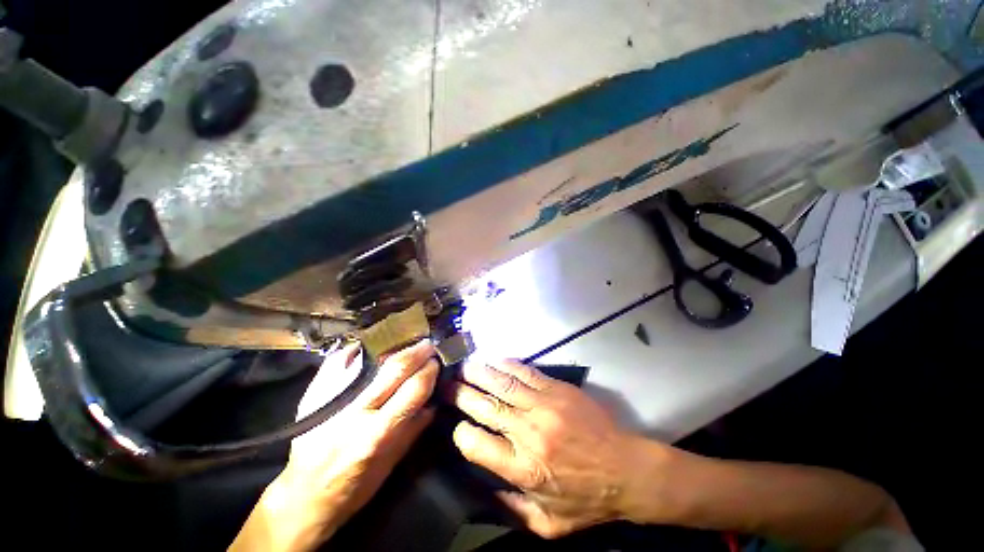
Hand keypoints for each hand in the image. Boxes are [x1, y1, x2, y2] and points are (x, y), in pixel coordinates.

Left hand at [231, 340, 439, 551]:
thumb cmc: (353, 486)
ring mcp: (331, 400)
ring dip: (395, 346)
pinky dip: (360, 349)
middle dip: (418, 351)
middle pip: (394, 367)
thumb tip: (434, 400)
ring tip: (408, 343)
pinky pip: (340, 360)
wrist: (303, 496)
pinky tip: (374, 345)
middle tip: (428, 345)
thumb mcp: (391, 464)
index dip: (430, 370)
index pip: (414, 388)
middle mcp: (355, 412)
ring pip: (370, 359)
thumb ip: (414, 428)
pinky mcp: (314, 393)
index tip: (437, 362)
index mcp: (377, 434)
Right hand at [446, 359, 672, 538]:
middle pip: (486, 407)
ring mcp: (544, 406)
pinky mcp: (557, 389)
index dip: (461, 433)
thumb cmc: (587, 499)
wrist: (627, 469)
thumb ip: (510, 510)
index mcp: (523, 469)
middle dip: (462, 394)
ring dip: (479, 372)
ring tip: (464, 366)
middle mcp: (529, 433)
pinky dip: (506, 364)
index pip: (477, 445)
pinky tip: (494, 360)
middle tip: (447, 384)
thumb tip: (481, 489)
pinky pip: (525, 372)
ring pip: (502, 383)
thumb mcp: (548, 525)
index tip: (457, 426)